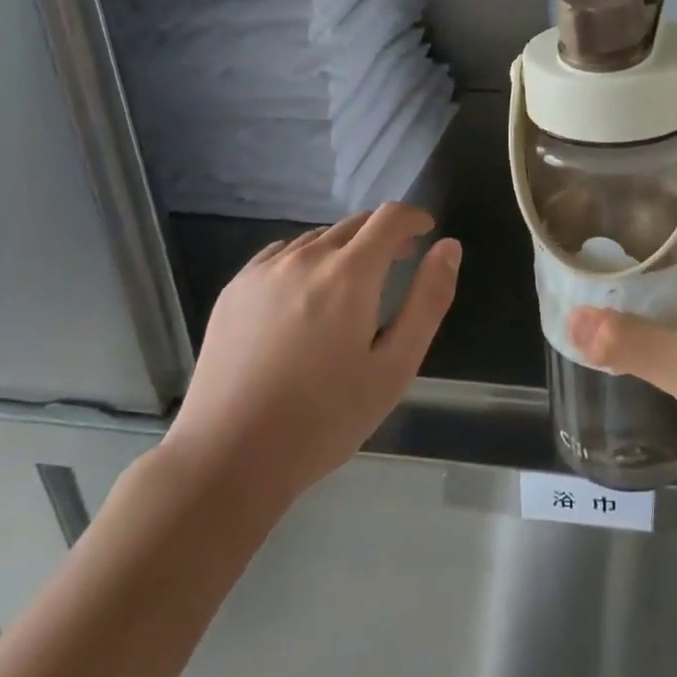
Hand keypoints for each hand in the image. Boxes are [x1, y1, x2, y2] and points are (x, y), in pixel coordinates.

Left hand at [162, 204, 459, 517]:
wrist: (228, 458)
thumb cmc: (325, 418)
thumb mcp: (395, 367)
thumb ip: (428, 300)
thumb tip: (448, 247)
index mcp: (349, 274)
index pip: (389, 218)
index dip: (414, 218)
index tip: (427, 232)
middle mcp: (306, 258)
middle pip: (354, 223)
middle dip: (383, 234)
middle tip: (399, 261)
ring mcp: (265, 271)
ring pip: (318, 238)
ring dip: (345, 247)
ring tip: (353, 284)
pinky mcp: (235, 289)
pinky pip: (282, 254)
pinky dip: (307, 259)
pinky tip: (306, 295)